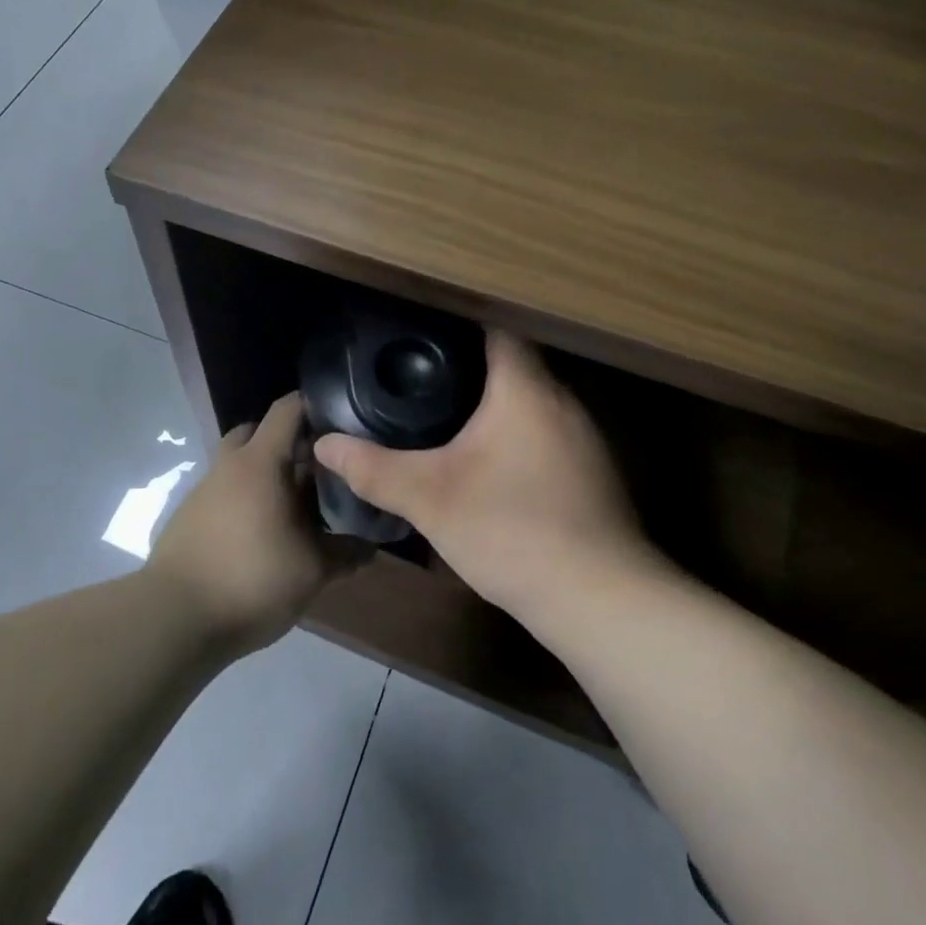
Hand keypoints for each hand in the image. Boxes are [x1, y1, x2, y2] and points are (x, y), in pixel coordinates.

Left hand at [145, 393, 360, 654]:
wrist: (174, 618)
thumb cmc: (251, 580)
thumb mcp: (311, 571)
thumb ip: (344, 552)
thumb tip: (369, 546)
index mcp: (259, 463)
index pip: (287, 410)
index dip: (314, 406)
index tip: (341, 419)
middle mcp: (228, 466)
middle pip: (257, 433)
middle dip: (287, 442)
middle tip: (317, 468)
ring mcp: (203, 491)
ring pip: (238, 466)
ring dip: (264, 476)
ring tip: (294, 508)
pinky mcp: (188, 518)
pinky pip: (224, 494)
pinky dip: (245, 501)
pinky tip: (262, 535)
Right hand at [313, 331, 670, 625]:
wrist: (600, 601)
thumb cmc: (513, 530)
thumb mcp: (430, 499)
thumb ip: (374, 469)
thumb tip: (325, 444)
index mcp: (526, 390)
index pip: (496, 328)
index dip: (456, 323)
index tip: (418, 333)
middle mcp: (562, 402)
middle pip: (512, 365)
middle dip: (466, 368)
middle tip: (416, 377)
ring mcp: (583, 440)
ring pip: (529, 403)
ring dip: (491, 406)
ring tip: (442, 417)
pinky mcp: (590, 474)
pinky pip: (543, 435)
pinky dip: (513, 437)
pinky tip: (486, 465)